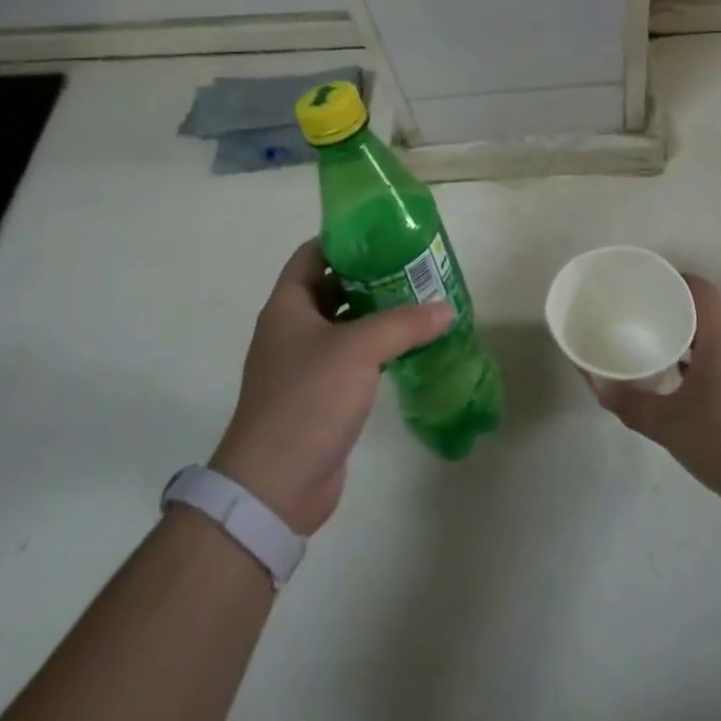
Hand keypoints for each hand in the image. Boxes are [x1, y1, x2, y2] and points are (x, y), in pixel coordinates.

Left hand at [208, 239, 452, 535]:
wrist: (274, 487)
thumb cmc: (307, 400)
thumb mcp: (358, 351)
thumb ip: (404, 323)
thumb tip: (446, 307)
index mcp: (288, 306)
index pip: (313, 254)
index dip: (344, 239)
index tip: (384, 232)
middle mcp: (293, 329)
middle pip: (333, 286)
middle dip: (370, 275)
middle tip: (413, 264)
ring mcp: (306, 364)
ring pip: (345, 323)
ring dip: (378, 312)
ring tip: (421, 298)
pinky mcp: (321, 395)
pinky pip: (353, 357)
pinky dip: (378, 346)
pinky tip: (411, 344)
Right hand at [594, 274, 720, 514]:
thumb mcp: (670, 426)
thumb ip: (633, 406)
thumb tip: (601, 389)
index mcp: (718, 340)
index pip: (699, 290)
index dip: (673, 280)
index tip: (646, 287)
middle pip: (702, 313)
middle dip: (670, 312)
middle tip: (638, 320)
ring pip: (711, 341)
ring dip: (683, 341)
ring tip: (652, 351)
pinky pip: (720, 364)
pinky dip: (697, 365)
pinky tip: (678, 388)